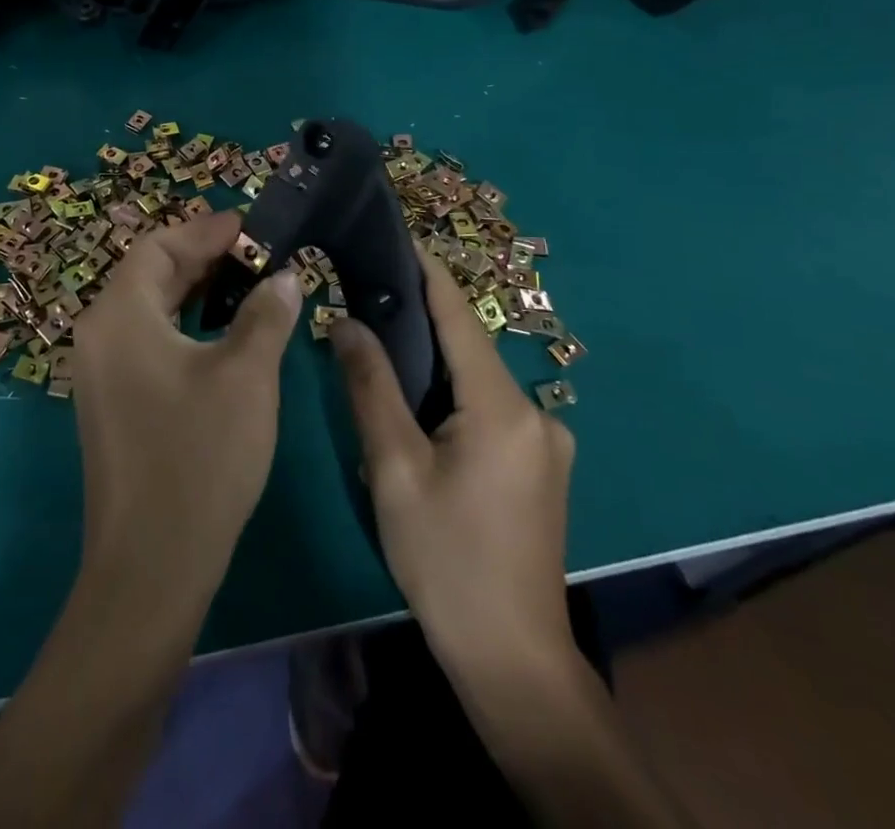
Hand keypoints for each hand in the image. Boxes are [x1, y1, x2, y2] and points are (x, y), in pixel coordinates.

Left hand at [71, 209, 303, 605]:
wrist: (151, 565)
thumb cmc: (199, 456)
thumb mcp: (246, 376)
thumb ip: (266, 315)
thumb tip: (284, 277)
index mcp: (119, 314)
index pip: (158, 246)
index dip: (206, 231)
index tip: (251, 227)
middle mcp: (99, 333)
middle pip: (149, 274)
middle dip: (203, 259)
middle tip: (256, 255)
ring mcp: (100, 371)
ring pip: (149, 309)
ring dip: (195, 293)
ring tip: (246, 287)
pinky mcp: (111, 401)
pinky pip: (146, 341)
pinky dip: (184, 326)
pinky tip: (222, 336)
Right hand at [329, 252, 577, 687]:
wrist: (513, 661)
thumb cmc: (446, 560)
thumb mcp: (394, 469)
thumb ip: (370, 387)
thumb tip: (347, 321)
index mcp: (502, 406)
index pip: (459, 315)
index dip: (427, 271)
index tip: (396, 233)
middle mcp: (536, 411)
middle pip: (469, 346)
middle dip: (420, 318)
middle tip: (365, 295)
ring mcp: (547, 441)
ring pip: (478, 380)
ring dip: (434, 362)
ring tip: (380, 348)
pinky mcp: (544, 466)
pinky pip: (490, 409)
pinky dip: (452, 394)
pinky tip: (419, 408)